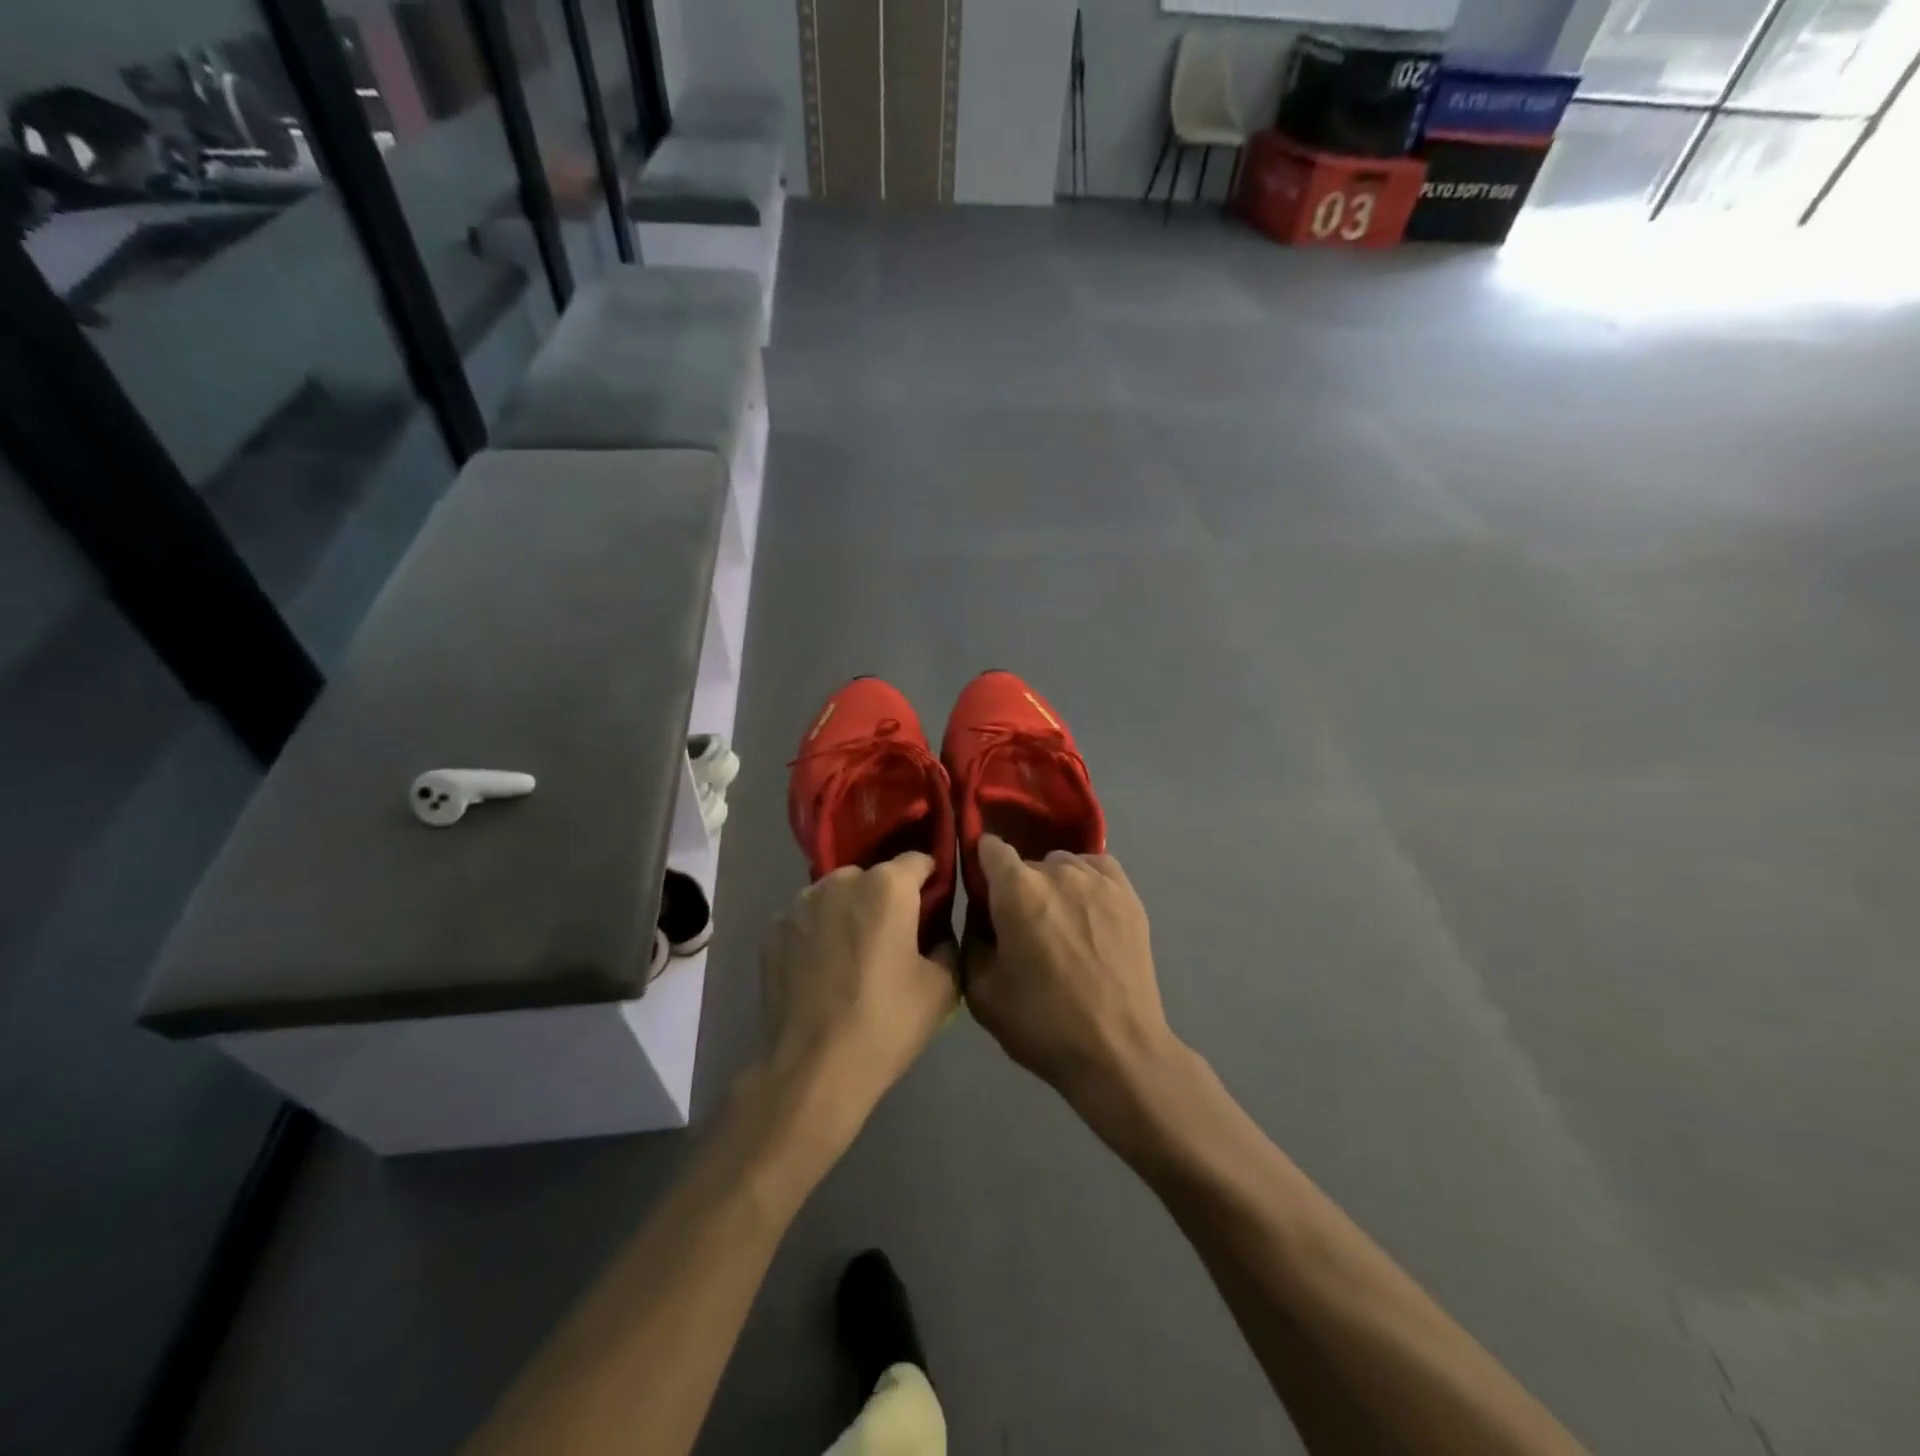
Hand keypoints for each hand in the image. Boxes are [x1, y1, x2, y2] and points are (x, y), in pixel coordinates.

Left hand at [759, 854, 959, 1152]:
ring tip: (853, 954)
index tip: (934, 906)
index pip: (918, 860)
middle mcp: (841, 881)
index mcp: (887, 887)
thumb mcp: (943, 988)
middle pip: (874, 877)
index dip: (930, 880)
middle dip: (886, 898)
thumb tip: (936, 931)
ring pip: (836, 895)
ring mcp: (800, 903)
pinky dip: (818, 932)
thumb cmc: (886, 1023)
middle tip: (893, 938)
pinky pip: (807, 919)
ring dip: (849, 912)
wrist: (813, 1068)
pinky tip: (822, 969)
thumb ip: (946, 943)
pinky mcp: (773, 930)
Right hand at [964, 835, 1182, 1115]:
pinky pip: (1097, 868)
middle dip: (1017, 888)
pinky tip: (1087, 912)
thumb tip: (980, 912)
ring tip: (1060, 925)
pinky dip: (1086, 881)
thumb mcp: (980, 990)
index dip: (981, 864)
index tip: (982, 890)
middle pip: (1026, 863)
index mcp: (1016, 889)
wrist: (1117, 1051)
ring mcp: (1098, 879)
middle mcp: (1057, 870)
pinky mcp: (1128, 894)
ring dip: (1053, 885)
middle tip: (1022, 928)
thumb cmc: (1041, 1023)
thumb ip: (971, 937)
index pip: (989, 847)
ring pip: (1062, 865)